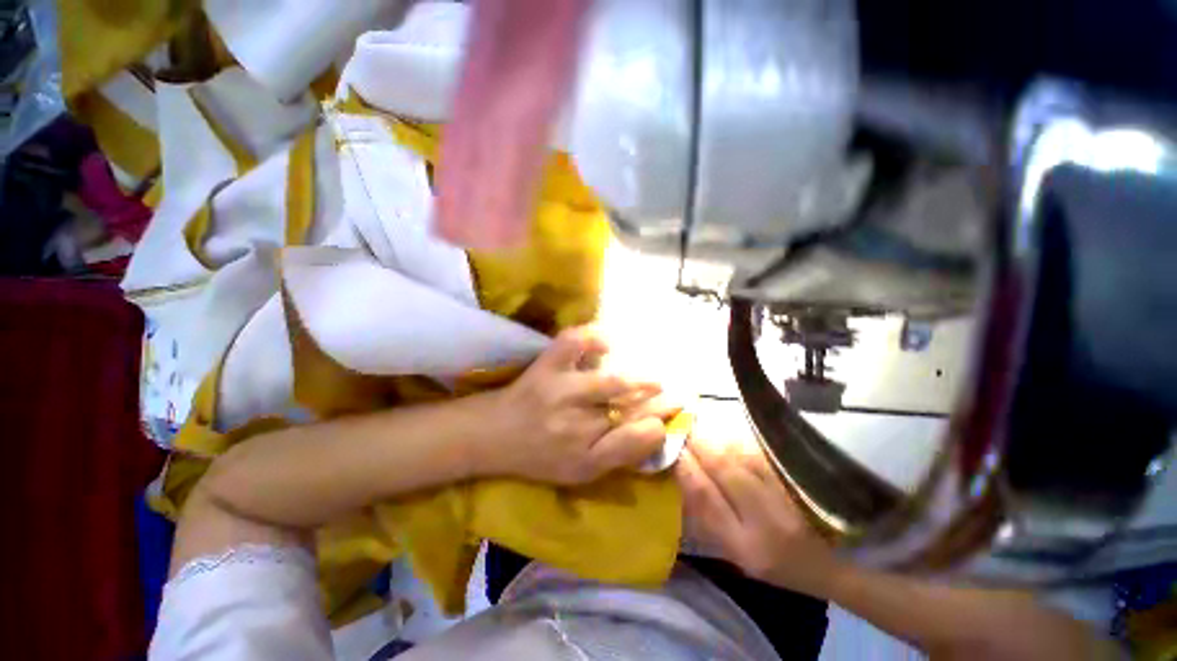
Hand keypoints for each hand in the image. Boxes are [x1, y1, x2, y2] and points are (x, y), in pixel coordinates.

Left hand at [485, 326, 676, 483]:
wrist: (495, 435)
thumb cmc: (540, 457)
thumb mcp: (581, 471)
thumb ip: (618, 455)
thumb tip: (653, 431)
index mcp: (585, 456)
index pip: (635, 440)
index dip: (661, 424)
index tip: (677, 413)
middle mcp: (575, 424)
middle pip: (628, 409)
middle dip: (661, 399)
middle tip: (679, 393)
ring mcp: (560, 390)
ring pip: (610, 382)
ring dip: (639, 378)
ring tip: (654, 378)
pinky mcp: (546, 366)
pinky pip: (572, 344)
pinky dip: (592, 337)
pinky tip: (606, 344)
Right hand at [675, 433, 842, 595]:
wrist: (826, 564)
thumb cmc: (770, 563)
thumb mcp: (732, 551)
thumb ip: (706, 516)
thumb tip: (681, 474)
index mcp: (743, 546)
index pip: (705, 496)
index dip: (685, 468)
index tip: (670, 450)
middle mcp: (766, 520)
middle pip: (723, 468)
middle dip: (698, 445)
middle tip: (683, 432)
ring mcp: (786, 496)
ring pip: (742, 455)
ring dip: (717, 441)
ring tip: (702, 436)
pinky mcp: (797, 480)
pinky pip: (759, 453)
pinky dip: (737, 443)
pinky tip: (729, 442)